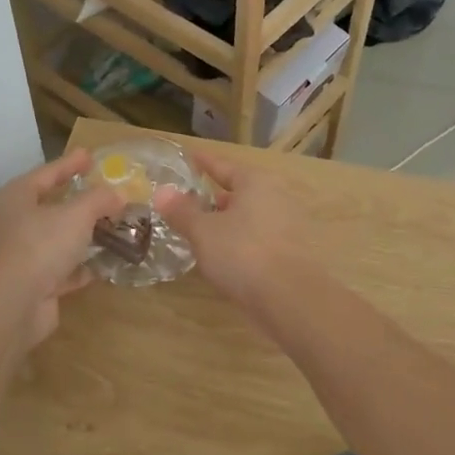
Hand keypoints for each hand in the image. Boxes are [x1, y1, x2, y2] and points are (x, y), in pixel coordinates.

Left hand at [0, 150, 123, 353]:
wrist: (13, 306)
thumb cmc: (40, 246)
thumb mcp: (77, 214)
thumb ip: (100, 199)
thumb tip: (119, 195)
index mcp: (15, 197)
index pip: (46, 173)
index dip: (70, 163)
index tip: (91, 155)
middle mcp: (13, 223)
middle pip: (51, 206)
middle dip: (80, 201)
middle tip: (107, 192)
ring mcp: (21, 255)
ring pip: (58, 238)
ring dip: (84, 235)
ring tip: (114, 226)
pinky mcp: (32, 284)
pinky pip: (62, 269)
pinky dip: (81, 266)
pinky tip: (103, 264)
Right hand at [155, 149, 304, 303]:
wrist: (290, 299)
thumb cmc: (242, 253)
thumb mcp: (203, 231)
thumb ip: (182, 211)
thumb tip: (162, 191)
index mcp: (255, 183)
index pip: (223, 166)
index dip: (204, 163)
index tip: (191, 156)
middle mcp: (277, 197)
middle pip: (240, 191)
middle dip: (216, 196)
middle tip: (191, 201)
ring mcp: (288, 225)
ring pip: (250, 217)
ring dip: (228, 222)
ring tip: (204, 230)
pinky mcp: (293, 253)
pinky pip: (259, 238)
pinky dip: (241, 241)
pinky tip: (225, 255)